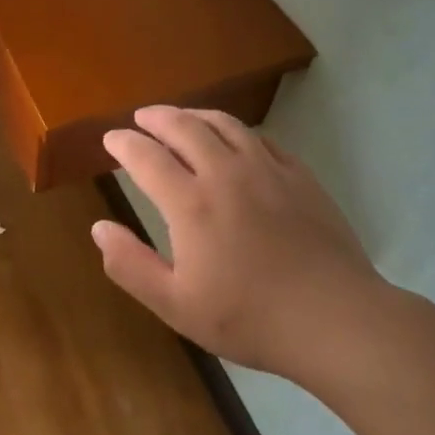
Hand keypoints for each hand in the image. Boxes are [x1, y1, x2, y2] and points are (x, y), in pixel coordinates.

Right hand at [91, 106, 387, 375]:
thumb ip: (130, 265)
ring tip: (181, 118)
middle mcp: (226, 173)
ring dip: (195, 116)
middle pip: (185, 127)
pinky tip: (235, 140)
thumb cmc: (249, 317)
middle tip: (142, 118)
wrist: (336, 319)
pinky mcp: (300, 177)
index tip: (111, 139)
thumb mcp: (175, 305)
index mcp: (190, 203)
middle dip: (157, 118)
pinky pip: (261, 139)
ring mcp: (268, 170)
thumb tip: (98, 228)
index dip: (124, 143)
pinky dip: (236, 131)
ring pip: (225, 125)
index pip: (146, 156)